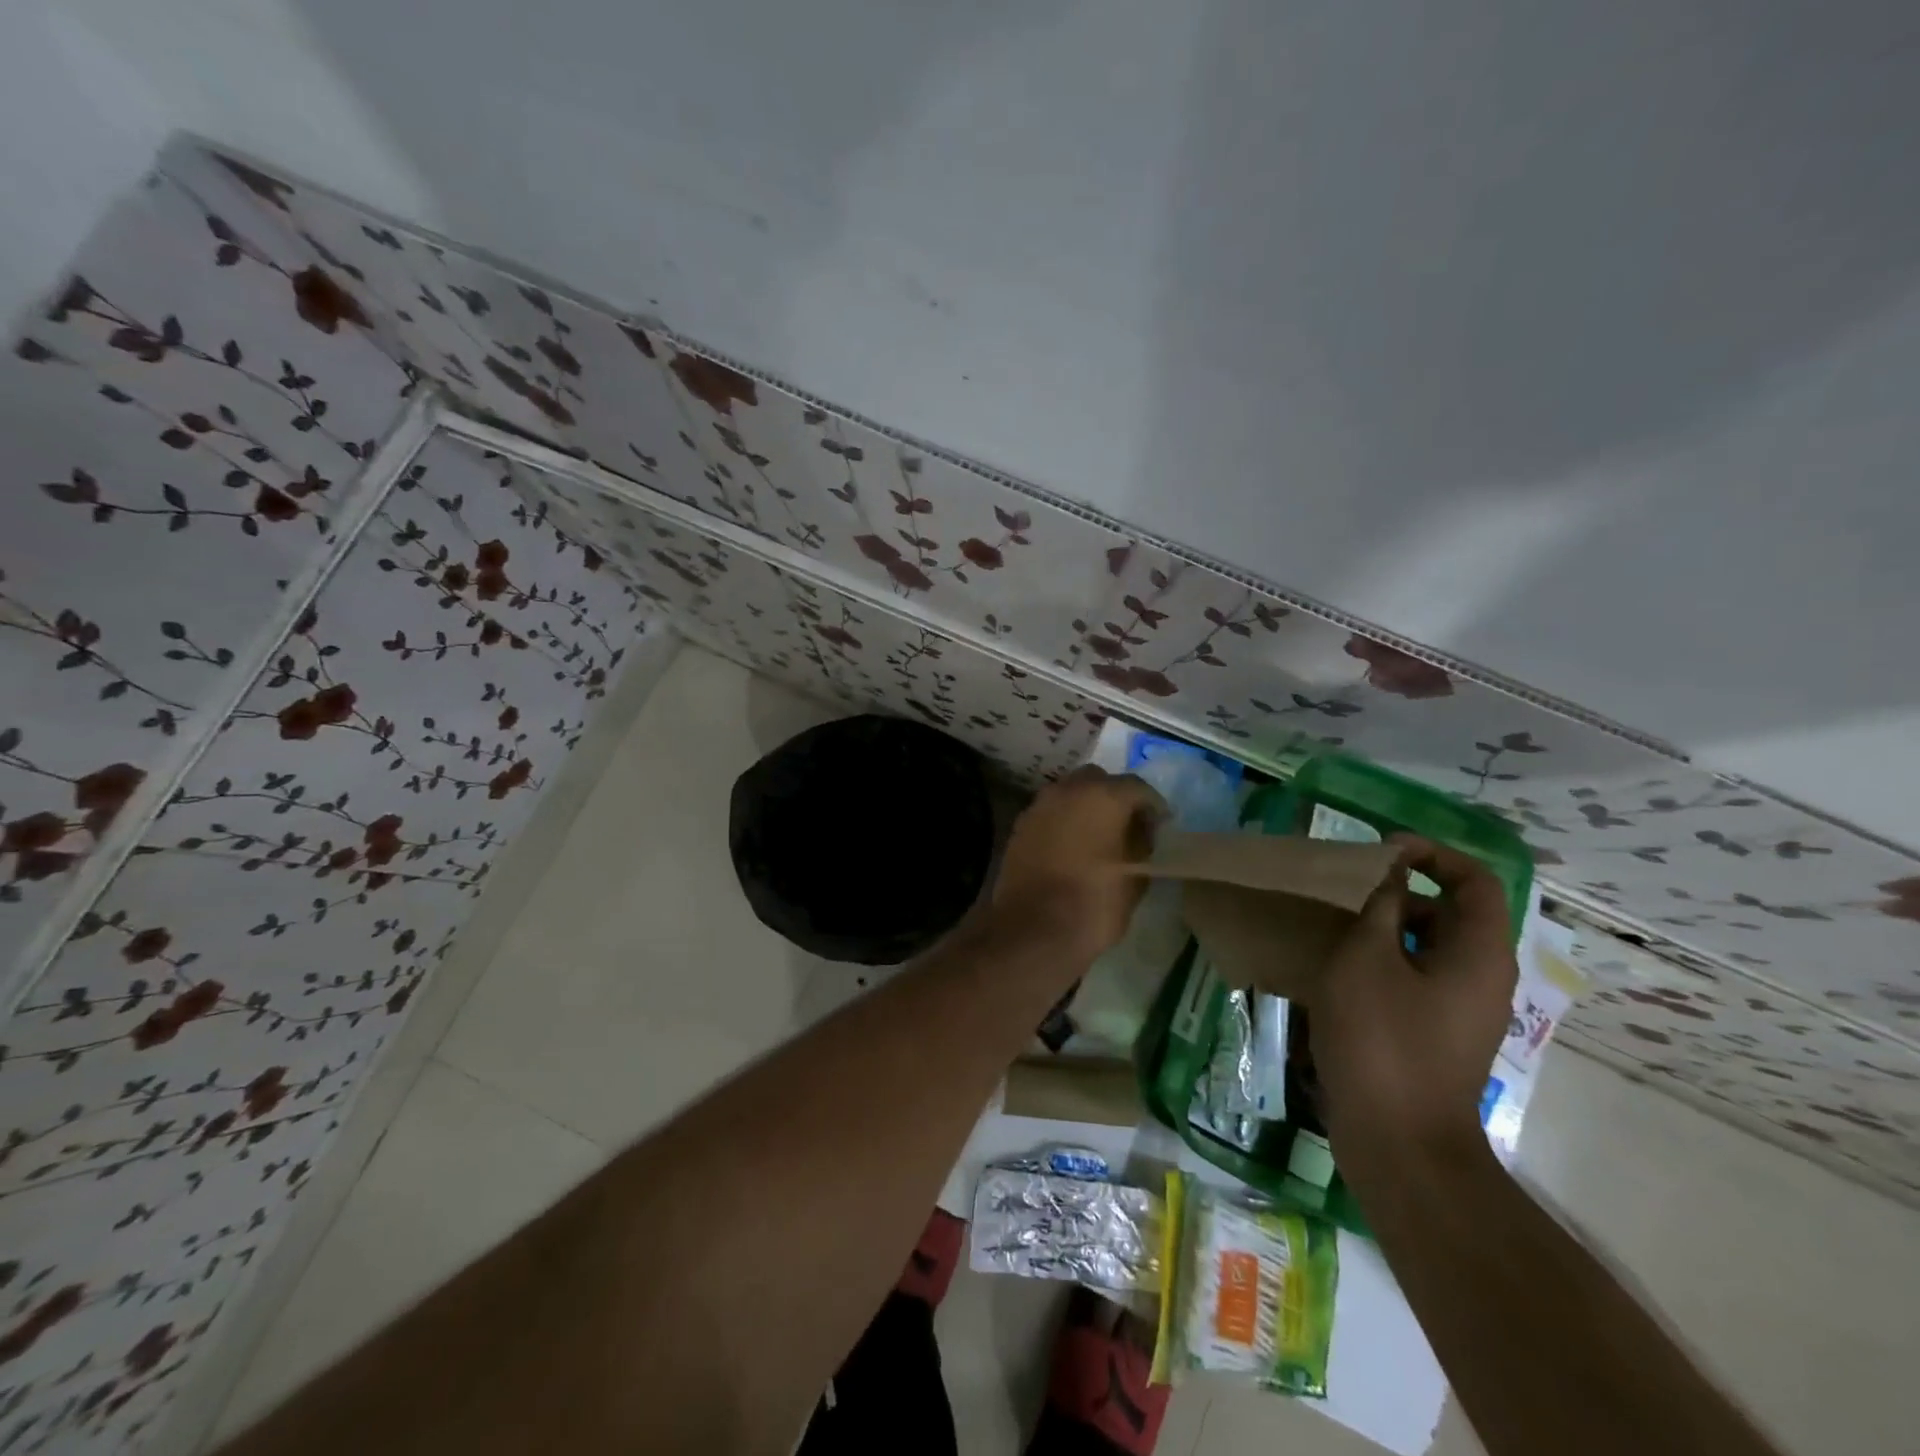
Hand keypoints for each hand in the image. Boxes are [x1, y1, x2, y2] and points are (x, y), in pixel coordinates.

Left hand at [991, 767, 1163, 959]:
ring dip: (1085, 807)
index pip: (1138, 787)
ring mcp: (1040, 805)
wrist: (1034, 929)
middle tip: (1126, 826)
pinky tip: (1071, 847)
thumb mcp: (1136, 877)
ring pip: (1069, 793)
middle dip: (1115, 797)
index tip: (1161, 827)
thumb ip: (1142, 844)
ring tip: (1098, 837)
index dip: (1153, 807)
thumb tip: (1141, 831)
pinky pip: (1050, 813)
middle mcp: (1068, 790)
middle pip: (1098, 781)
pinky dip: (1063, 821)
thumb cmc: (1094, 903)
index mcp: (1103, 795)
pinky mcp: (1020, 825)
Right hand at [1312, 836, 1516, 1157]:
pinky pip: (1415, 980)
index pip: (1474, 879)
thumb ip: (1380, 907)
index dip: (1433, 854)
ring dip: (1384, 930)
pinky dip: (1382, 964)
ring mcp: (1462, 1010)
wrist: (1400, 1142)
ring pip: (1428, 948)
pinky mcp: (1437, 1035)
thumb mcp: (1367, 959)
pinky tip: (1335, 972)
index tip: (1380, 850)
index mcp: (1479, 953)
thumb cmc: (1382, 1039)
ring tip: (1332, 928)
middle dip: (1400, 892)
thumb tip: (1389, 875)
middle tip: (1346, 890)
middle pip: (1450, 913)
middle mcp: (1482, 977)